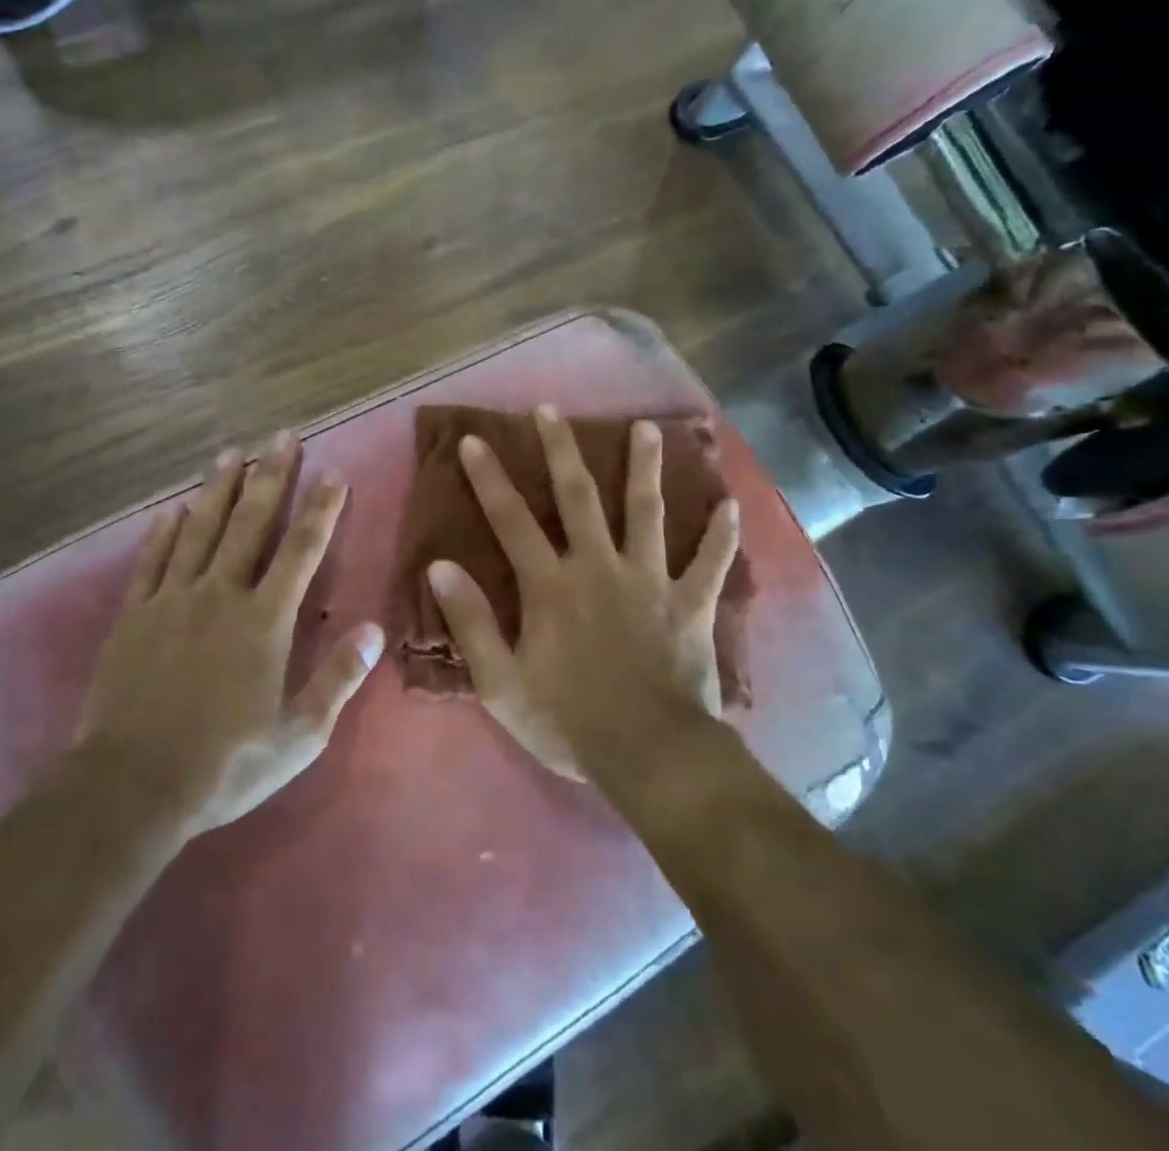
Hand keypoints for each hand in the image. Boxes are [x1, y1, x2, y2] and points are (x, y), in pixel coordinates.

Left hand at [80, 433, 382, 833]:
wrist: (132, 786)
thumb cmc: (225, 764)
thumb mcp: (298, 736)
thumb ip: (337, 679)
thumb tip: (374, 631)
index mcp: (263, 621)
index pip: (301, 551)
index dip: (320, 509)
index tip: (334, 473)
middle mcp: (219, 595)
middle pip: (249, 523)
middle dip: (271, 476)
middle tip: (282, 436)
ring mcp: (171, 600)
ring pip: (198, 530)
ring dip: (217, 489)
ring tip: (230, 454)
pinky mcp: (134, 616)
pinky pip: (152, 561)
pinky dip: (163, 533)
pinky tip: (171, 511)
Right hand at [424, 406, 739, 781]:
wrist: (651, 756)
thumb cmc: (568, 721)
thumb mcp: (500, 682)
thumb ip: (470, 621)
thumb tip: (439, 566)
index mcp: (550, 584)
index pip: (511, 519)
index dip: (489, 478)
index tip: (476, 439)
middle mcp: (598, 566)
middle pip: (578, 497)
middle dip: (561, 450)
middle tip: (552, 410)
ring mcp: (649, 580)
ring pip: (647, 512)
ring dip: (646, 468)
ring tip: (647, 429)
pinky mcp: (690, 604)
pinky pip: (708, 563)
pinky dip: (720, 536)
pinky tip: (730, 504)